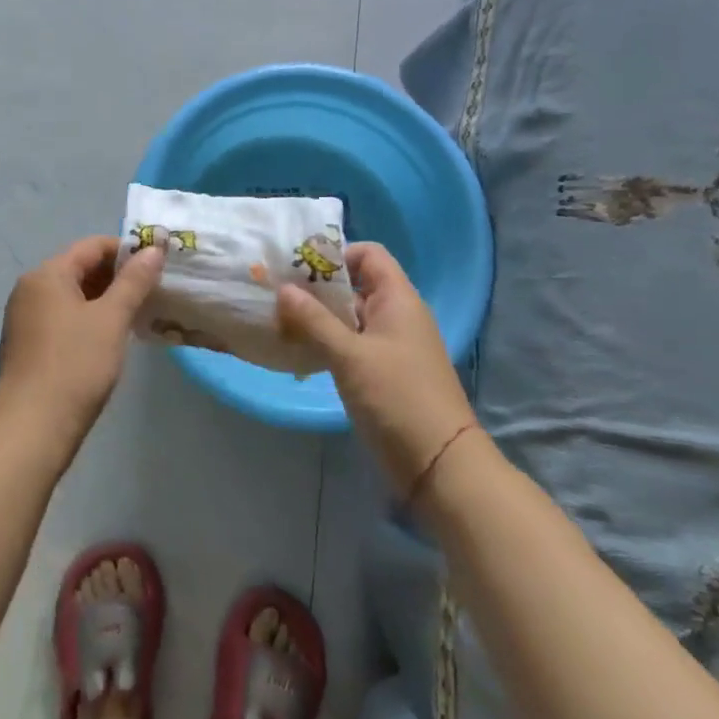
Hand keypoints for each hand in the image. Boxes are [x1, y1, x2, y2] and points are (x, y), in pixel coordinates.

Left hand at [0, 236, 164, 446]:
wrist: (32, 427)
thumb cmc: (75, 364)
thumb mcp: (112, 319)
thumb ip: (134, 281)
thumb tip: (154, 249)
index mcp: (47, 274)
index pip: (92, 246)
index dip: (127, 251)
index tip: (157, 267)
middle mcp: (30, 289)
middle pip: (80, 268)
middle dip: (117, 277)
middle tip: (152, 292)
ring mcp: (25, 318)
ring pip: (72, 296)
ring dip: (104, 300)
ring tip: (137, 315)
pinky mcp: (27, 344)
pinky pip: (62, 318)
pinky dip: (88, 320)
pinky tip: (110, 339)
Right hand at [276, 242, 476, 497]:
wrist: (439, 464)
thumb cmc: (396, 397)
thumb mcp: (349, 356)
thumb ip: (314, 320)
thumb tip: (283, 288)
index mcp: (398, 299)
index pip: (368, 254)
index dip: (336, 254)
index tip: (300, 269)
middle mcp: (397, 315)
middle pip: (355, 285)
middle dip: (318, 288)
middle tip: (279, 295)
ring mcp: (392, 345)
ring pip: (351, 317)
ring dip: (319, 318)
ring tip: (280, 322)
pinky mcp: (385, 372)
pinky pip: (353, 344)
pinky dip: (329, 343)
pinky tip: (300, 352)